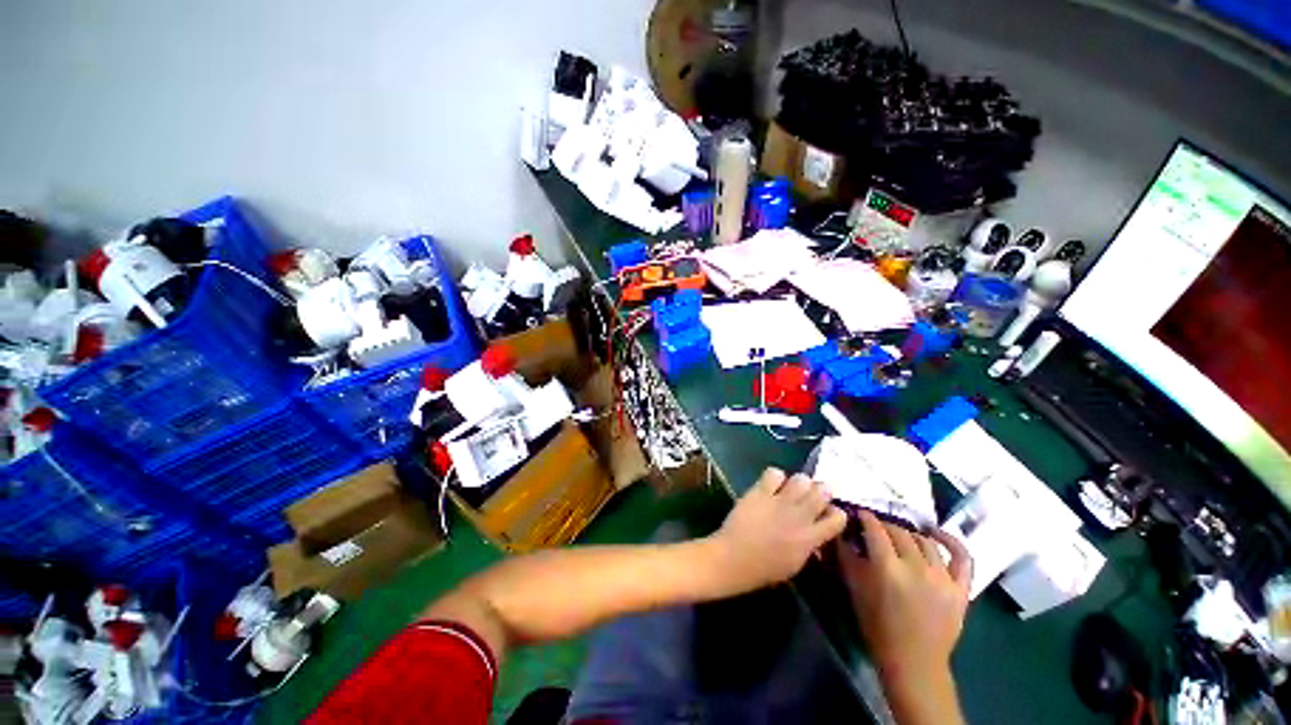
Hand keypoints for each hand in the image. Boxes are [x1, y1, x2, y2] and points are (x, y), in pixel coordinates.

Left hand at [706, 468, 847, 594]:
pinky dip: (774, 479)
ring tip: (790, 493)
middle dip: (820, 493)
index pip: (839, 517)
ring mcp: (780, 502)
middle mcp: (800, 516)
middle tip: (809, 501)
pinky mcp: (759, 493)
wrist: (729, 562)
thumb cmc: (761, 571)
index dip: (834, 514)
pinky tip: (769, 488)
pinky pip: (775, 473)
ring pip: (802, 478)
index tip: (824, 516)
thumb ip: (808, 548)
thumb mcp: (793, 566)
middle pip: (824, 490)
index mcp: (810, 538)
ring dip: (798, 485)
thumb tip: (816, 537)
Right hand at [838, 510, 971, 722]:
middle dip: (889, 527)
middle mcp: (918, 566)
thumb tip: (845, 542)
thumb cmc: (881, 638)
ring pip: (927, 542)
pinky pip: (960, 554)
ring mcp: (943, 574)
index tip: (861, 514)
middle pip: (902, 535)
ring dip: (913, 536)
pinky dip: (951, 540)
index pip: (877, 534)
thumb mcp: (860, 604)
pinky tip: (939, 535)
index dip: (868, 521)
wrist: (914, 665)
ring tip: (905, 537)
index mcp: (889, 572)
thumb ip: (853, 570)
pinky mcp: (961, 584)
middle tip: (879, 528)